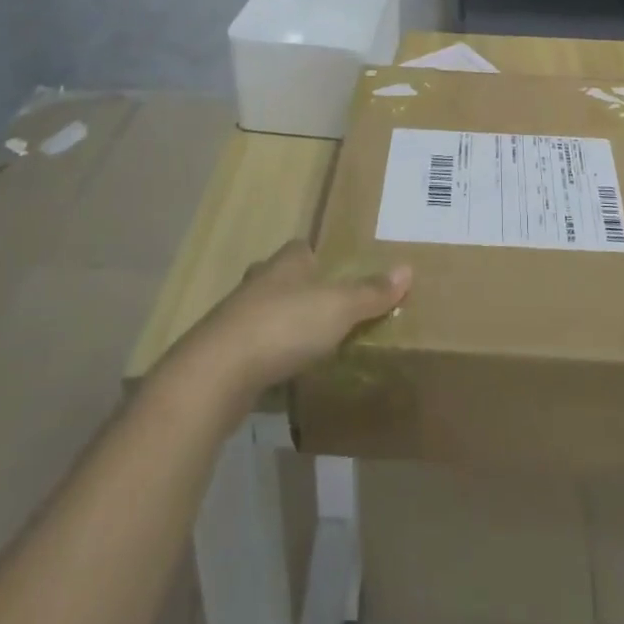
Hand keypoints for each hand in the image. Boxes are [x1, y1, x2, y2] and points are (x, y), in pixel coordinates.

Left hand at [171, 241, 411, 404]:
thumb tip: (408, 268)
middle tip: (328, 309)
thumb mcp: (338, 308)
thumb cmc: (283, 326)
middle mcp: (259, 281)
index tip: (339, 273)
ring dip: (283, 323)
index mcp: (286, 262)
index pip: (303, 248)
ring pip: (266, 311)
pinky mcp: (224, 353)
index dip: (320, 258)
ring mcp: (237, 317)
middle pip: (283, 278)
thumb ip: (371, 292)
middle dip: (301, 289)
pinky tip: (282, 370)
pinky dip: (269, 354)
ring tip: (308, 341)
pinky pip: (254, 346)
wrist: (216, 374)